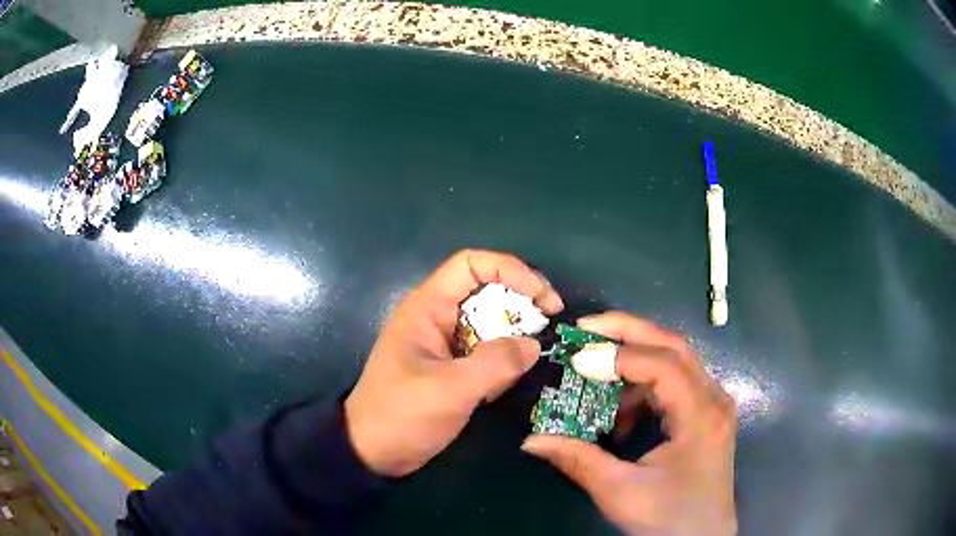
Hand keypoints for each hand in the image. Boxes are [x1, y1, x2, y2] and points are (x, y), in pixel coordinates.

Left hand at [345, 249, 563, 476]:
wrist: (372, 452)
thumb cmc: (402, 415)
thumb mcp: (450, 390)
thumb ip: (495, 364)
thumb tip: (533, 345)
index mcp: (427, 308)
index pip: (471, 265)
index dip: (511, 269)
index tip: (543, 296)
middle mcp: (437, 317)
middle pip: (486, 290)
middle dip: (520, 301)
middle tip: (551, 322)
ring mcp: (444, 342)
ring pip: (488, 322)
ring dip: (514, 333)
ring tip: (535, 354)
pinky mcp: (450, 366)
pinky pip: (484, 349)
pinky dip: (503, 358)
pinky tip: (513, 376)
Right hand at [522, 312, 737, 535]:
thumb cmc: (667, 518)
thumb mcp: (620, 492)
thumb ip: (578, 460)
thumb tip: (531, 440)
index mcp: (701, 416)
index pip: (663, 364)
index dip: (618, 356)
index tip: (576, 359)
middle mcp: (714, 399)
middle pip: (674, 347)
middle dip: (629, 332)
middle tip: (587, 329)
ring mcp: (713, 405)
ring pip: (675, 362)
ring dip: (635, 362)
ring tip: (597, 375)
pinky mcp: (706, 415)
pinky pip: (675, 385)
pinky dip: (644, 388)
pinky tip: (621, 414)